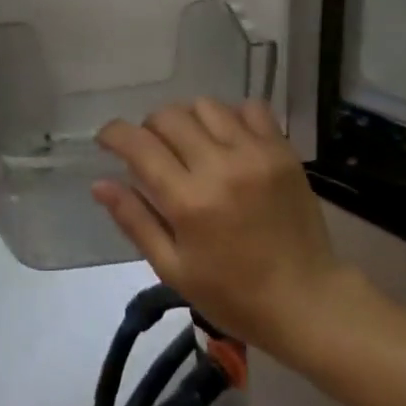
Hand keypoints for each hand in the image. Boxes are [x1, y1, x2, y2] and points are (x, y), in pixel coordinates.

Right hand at [93, 100, 353, 357]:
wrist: (306, 300)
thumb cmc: (233, 294)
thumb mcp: (173, 268)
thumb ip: (135, 220)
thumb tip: (99, 183)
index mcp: (188, 201)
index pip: (139, 144)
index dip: (114, 134)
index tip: (107, 139)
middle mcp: (220, 166)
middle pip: (170, 116)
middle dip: (149, 127)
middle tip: (153, 151)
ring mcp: (255, 153)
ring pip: (206, 105)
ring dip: (188, 119)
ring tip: (192, 144)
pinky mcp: (282, 150)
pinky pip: (251, 108)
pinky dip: (232, 116)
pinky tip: (229, 140)